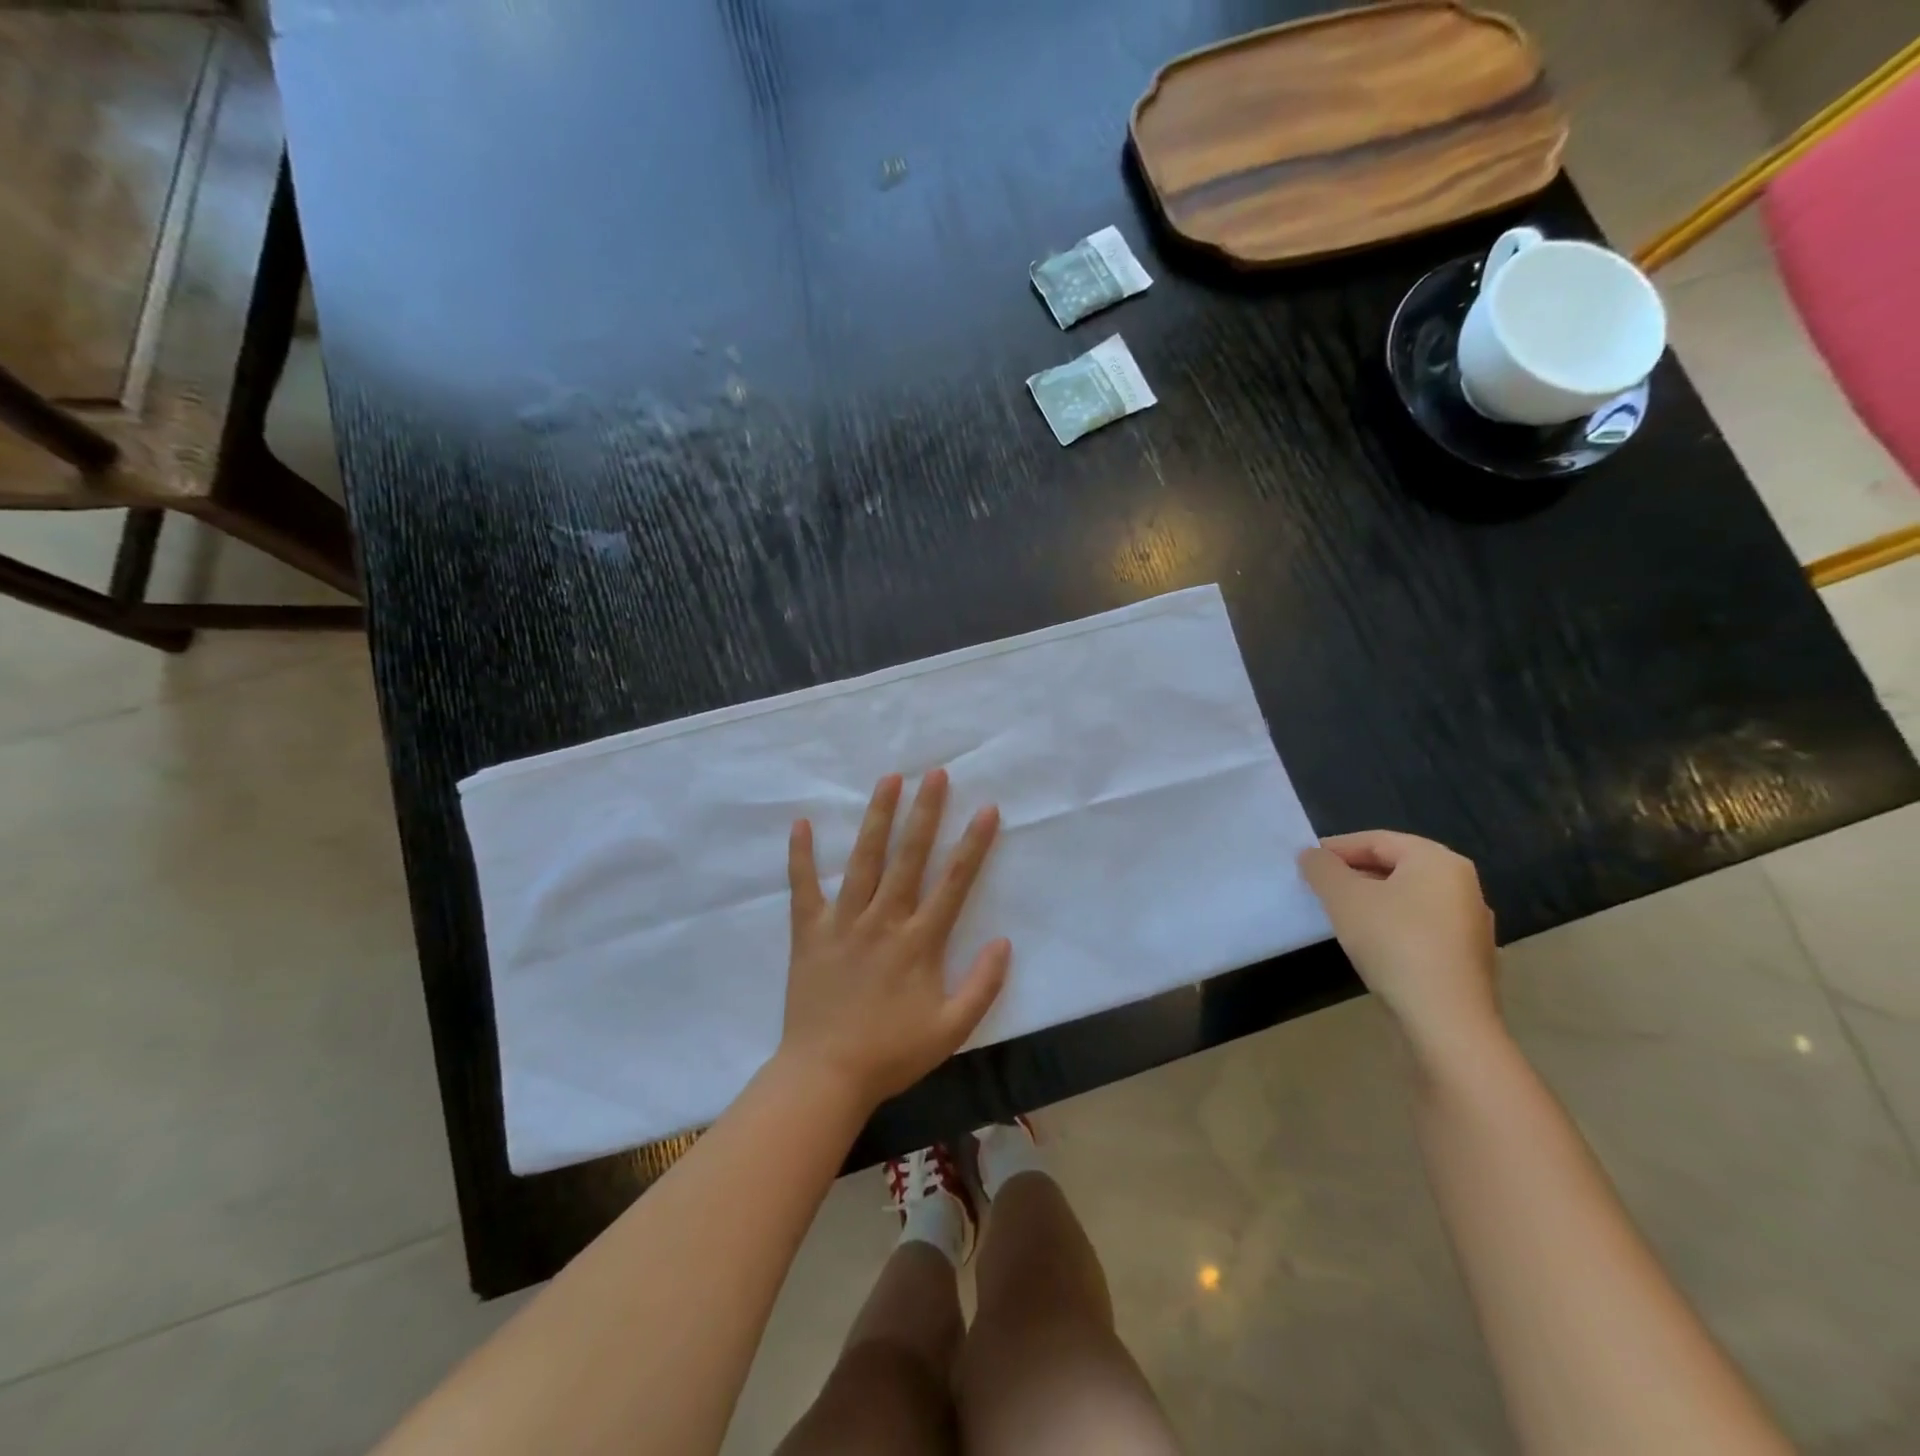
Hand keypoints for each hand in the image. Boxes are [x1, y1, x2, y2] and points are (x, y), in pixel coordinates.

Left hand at [781, 770, 1011, 1109]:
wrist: (825, 1076)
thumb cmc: (891, 1053)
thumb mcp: (951, 1030)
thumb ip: (983, 986)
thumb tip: (1004, 942)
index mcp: (919, 942)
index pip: (954, 883)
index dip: (973, 844)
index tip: (986, 809)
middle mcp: (883, 920)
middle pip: (909, 857)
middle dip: (925, 813)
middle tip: (935, 774)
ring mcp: (843, 922)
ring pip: (863, 860)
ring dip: (877, 818)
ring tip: (888, 780)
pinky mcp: (809, 931)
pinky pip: (803, 886)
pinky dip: (801, 855)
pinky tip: (801, 822)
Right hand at [1299, 831, 1501, 1067]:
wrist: (1446, 1021)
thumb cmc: (1394, 943)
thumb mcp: (1344, 898)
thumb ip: (1323, 869)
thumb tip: (1312, 856)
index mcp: (1438, 861)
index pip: (1377, 840)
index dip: (1336, 848)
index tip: (1304, 863)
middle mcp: (1462, 885)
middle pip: (1394, 866)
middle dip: (1352, 874)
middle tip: (1316, 887)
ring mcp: (1469, 924)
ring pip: (1406, 898)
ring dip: (1369, 901)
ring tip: (1336, 914)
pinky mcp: (1466, 957)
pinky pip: (1419, 926)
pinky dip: (1389, 925)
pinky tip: (1367, 943)